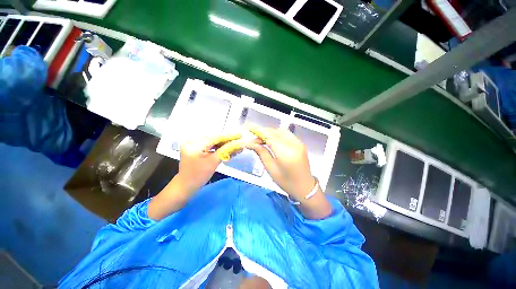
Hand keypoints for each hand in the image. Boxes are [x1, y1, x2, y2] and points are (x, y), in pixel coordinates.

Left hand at [148, 134, 240, 219]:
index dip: (228, 137)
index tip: (239, 135)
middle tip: (239, 141)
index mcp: (193, 145)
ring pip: (212, 142)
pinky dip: (218, 148)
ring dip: (223, 144)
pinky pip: (209, 146)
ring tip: (235, 146)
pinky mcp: (195, 148)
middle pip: (213, 139)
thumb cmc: (198, 176)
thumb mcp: (213, 162)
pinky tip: (227, 149)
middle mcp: (191, 141)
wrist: (186, 185)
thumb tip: (238, 144)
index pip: (214, 138)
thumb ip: (225, 151)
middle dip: (227, 141)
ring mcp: (192, 144)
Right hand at [246, 125, 331, 218]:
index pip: (270, 136)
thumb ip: (261, 153)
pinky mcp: (300, 143)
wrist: (305, 187)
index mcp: (286, 153)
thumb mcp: (270, 168)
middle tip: (254, 140)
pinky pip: (286, 134)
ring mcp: (299, 143)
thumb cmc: (286, 181)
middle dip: (263, 133)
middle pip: (275, 132)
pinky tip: (271, 140)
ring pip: (281, 131)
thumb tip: (250, 144)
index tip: (248, 129)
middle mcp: (294, 144)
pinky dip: (277, 134)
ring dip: (270, 133)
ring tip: (261, 140)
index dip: (258, 132)